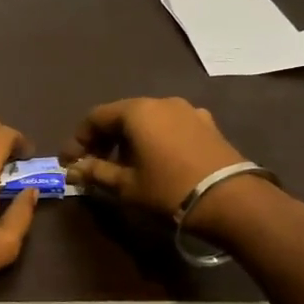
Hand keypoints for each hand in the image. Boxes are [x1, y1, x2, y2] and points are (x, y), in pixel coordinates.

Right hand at [61, 97, 244, 217]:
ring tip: (125, 166)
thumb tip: (74, 169)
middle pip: (122, 116)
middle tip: (93, 164)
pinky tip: (156, 161)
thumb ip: (96, 172)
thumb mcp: (126, 185)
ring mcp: (189, 111)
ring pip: (147, 120)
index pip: (95, 117)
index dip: (78, 140)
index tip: (70, 162)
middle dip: (104, 139)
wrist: (232, 201)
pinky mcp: (208, 125)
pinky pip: (170, 126)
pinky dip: (155, 139)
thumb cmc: (168, 190)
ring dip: (130, 140)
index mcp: (136, 111)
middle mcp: (161, 102)